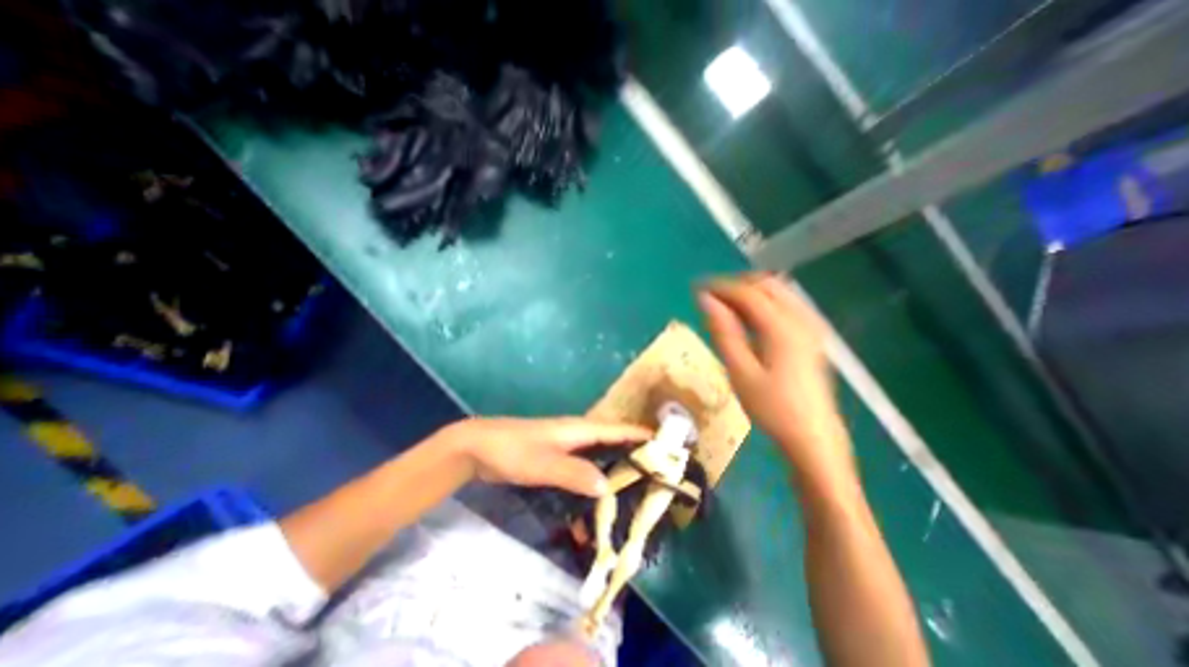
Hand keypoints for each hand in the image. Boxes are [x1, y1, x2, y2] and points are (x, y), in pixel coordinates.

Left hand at [435, 416, 645, 494]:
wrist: (479, 446)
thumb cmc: (512, 450)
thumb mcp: (542, 463)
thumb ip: (574, 473)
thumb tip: (608, 486)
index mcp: (579, 429)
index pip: (618, 429)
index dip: (642, 435)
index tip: (668, 445)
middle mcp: (578, 434)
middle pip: (614, 441)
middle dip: (636, 453)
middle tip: (658, 474)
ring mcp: (567, 446)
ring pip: (601, 454)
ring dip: (617, 467)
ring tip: (637, 489)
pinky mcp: (557, 457)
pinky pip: (585, 465)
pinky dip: (597, 477)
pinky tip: (600, 496)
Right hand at [699, 274, 854, 486]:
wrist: (812, 437)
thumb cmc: (771, 407)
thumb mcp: (740, 371)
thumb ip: (723, 332)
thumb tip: (705, 300)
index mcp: (782, 328)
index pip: (748, 293)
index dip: (720, 287)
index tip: (697, 289)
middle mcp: (800, 319)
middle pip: (767, 284)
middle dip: (736, 285)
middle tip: (710, 297)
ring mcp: (810, 326)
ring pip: (779, 292)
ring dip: (750, 291)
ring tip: (725, 304)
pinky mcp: (812, 336)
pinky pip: (787, 304)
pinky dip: (765, 301)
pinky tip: (750, 317)